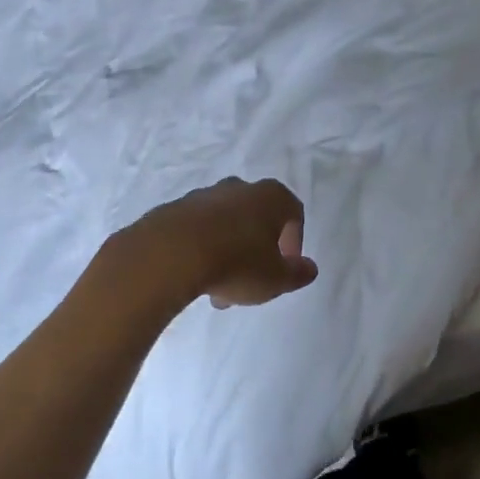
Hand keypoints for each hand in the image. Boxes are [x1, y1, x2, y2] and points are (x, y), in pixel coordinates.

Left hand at [132, 177, 318, 308]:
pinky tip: (195, 278)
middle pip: (256, 218)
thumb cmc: (237, 262)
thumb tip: (309, 268)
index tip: (285, 268)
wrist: (170, 253)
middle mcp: (239, 188)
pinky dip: (201, 250)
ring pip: (225, 226)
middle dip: (257, 251)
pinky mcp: (173, 209)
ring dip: (228, 254)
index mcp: (270, 197)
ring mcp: (203, 196)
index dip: (294, 242)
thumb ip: (297, 274)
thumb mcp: (276, 278)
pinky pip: (197, 231)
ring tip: (219, 290)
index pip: (293, 213)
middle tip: (252, 284)